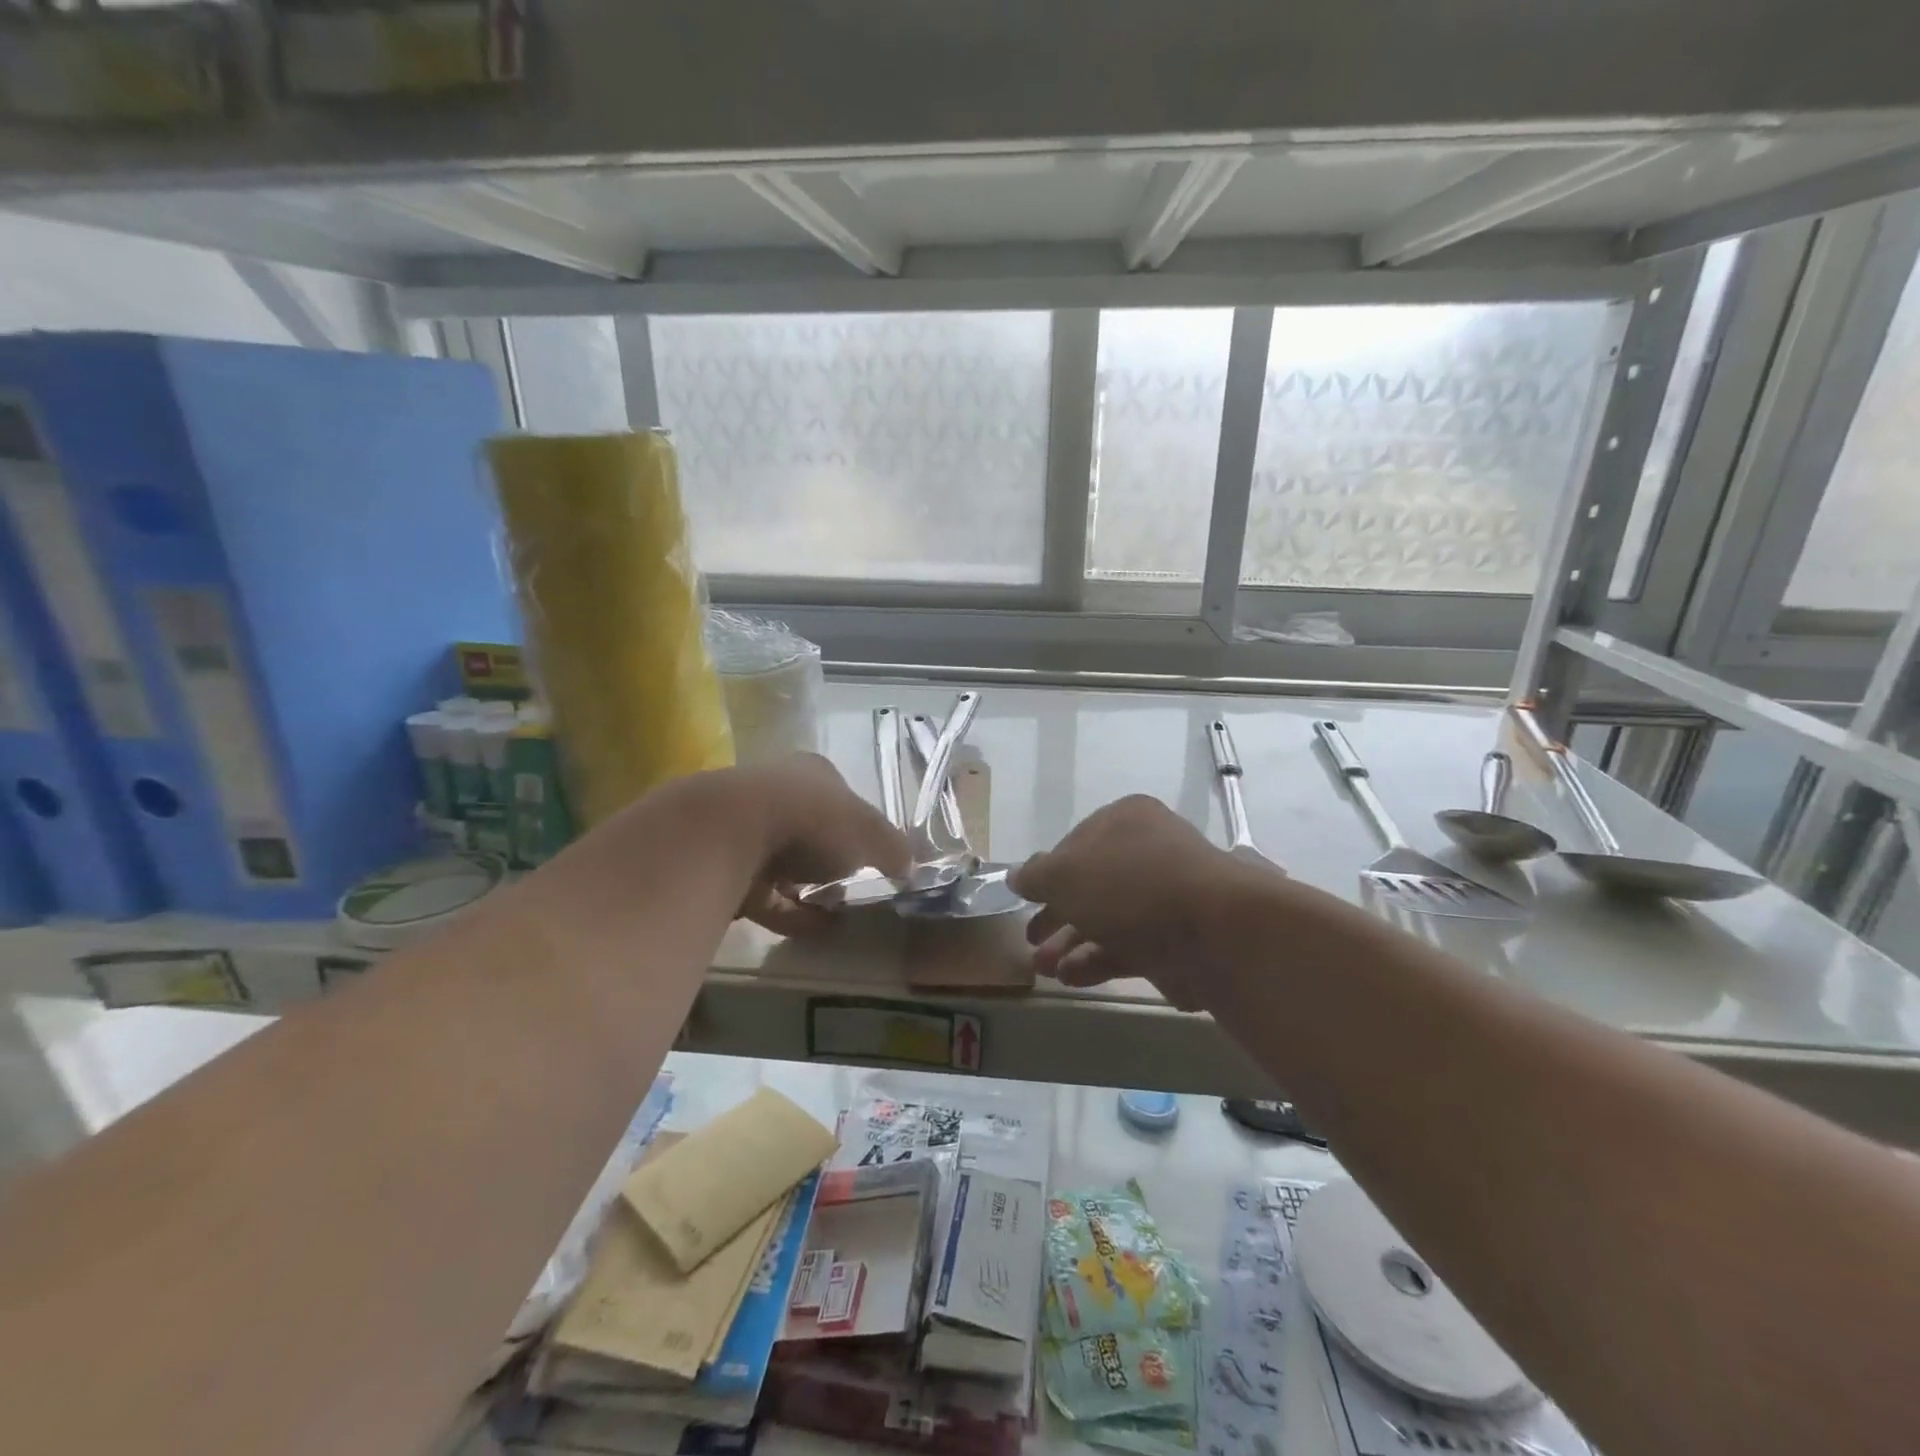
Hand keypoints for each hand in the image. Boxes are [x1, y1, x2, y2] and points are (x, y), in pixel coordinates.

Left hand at [729, 754, 910, 937]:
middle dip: (833, 863)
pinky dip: (789, 913)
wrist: (731, 834)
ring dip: (810, 891)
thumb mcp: (869, 833)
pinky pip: (764, 895)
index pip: (843, 800)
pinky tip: (813, 931)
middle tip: (855, 891)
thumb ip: (893, 849)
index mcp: (813, 774)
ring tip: (838, 917)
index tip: (875, 862)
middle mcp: (777, 793)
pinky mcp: (723, 867)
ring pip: (786, 865)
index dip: (861, 831)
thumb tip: (911, 867)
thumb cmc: (812, 820)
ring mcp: (745, 829)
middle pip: (813, 832)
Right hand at [1009, 795, 1275, 1010]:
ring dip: (1071, 943)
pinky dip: (1097, 960)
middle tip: (1030, 938)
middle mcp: (1148, 852)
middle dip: (1057, 914)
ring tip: (1043, 968)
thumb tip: (1017, 875)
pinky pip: (1128, 945)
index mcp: (1125, 820)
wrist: (1213, 931)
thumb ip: (1036, 875)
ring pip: (1107, 918)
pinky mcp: (1176, 938)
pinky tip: (1070, 978)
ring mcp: (1165, 897)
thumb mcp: (1065, 874)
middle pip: (1091, 884)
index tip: (1027, 899)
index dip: (1048, 872)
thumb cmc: (1130, 885)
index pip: (1076, 843)